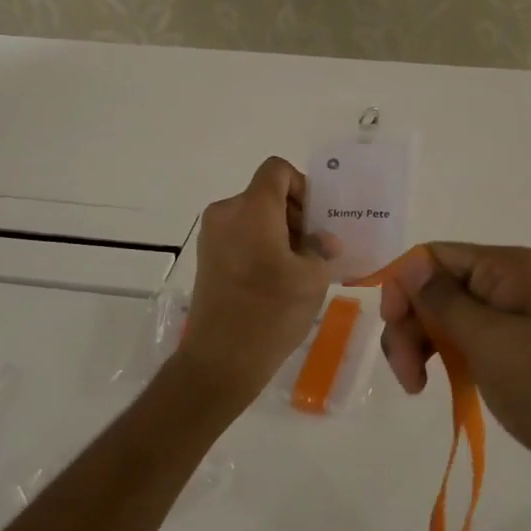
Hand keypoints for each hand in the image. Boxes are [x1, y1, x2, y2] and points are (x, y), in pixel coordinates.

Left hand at [171, 158, 338, 409]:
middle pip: (266, 194)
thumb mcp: (312, 278)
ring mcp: (212, 236)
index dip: (302, 186)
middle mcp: (226, 213)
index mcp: (252, 209)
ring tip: (300, 268)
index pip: (276, 170)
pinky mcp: (207, 257)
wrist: (220, 360)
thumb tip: (323, 240)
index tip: (316, 220)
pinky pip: (240, 235)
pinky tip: (277, 279)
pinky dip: (261, 246)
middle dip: (295, 214)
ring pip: (254, 216)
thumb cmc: (271, 313)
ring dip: (280, 232)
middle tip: (317, 248)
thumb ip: (321, 248)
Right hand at [378, 243, 530, 496]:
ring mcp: (510, 323)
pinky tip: (431, 386)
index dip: (404, 285)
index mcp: (508, 268)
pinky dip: (440, 361)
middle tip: (405, 371)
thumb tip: (409, 266)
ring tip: (415, 386)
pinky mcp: (510, 357)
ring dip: (419, 345)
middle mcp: (508, 285)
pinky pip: (461, 345)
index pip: (434, 257)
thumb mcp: (488, 339)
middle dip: (410, 323)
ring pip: (443, 319)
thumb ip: (441, 299)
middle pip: (435, 288)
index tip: (392, 326)